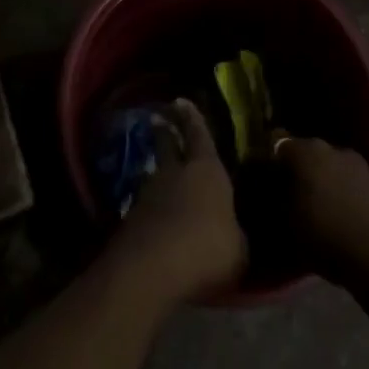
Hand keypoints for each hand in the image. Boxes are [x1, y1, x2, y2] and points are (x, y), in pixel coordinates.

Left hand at [109, 100, 247, 307]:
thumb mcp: (238, 248)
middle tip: (160, 120)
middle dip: (166, 132)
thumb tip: (230, 232)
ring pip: (154, 174)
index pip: (200, 134)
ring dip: (158, 173)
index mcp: (206, 169)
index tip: (182, 100)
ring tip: (161, 174)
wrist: (152, 268)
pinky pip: (145, 205)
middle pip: (168, 144)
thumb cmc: (207, 248)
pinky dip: (151, 207)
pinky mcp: (130, 219)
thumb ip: (234, 233)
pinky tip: (156, 217)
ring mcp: (148, 193)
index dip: (193, 119)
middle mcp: (175, 172)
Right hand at [268, 133, 368, 286]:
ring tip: (317, 206)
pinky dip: (342, 190)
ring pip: (330, 164)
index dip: (268, 159)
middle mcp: (330, 147)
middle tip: (289, 193)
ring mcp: (357, 162)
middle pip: (306, 151)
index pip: (276, 142)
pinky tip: (340, 212)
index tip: (264, 177)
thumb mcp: (285, 222)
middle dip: (297, 168)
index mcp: (304, 150)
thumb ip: (273, 198)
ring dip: (322, 179)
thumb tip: (268, 189)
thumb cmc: (324, 236)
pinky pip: (349, 179)